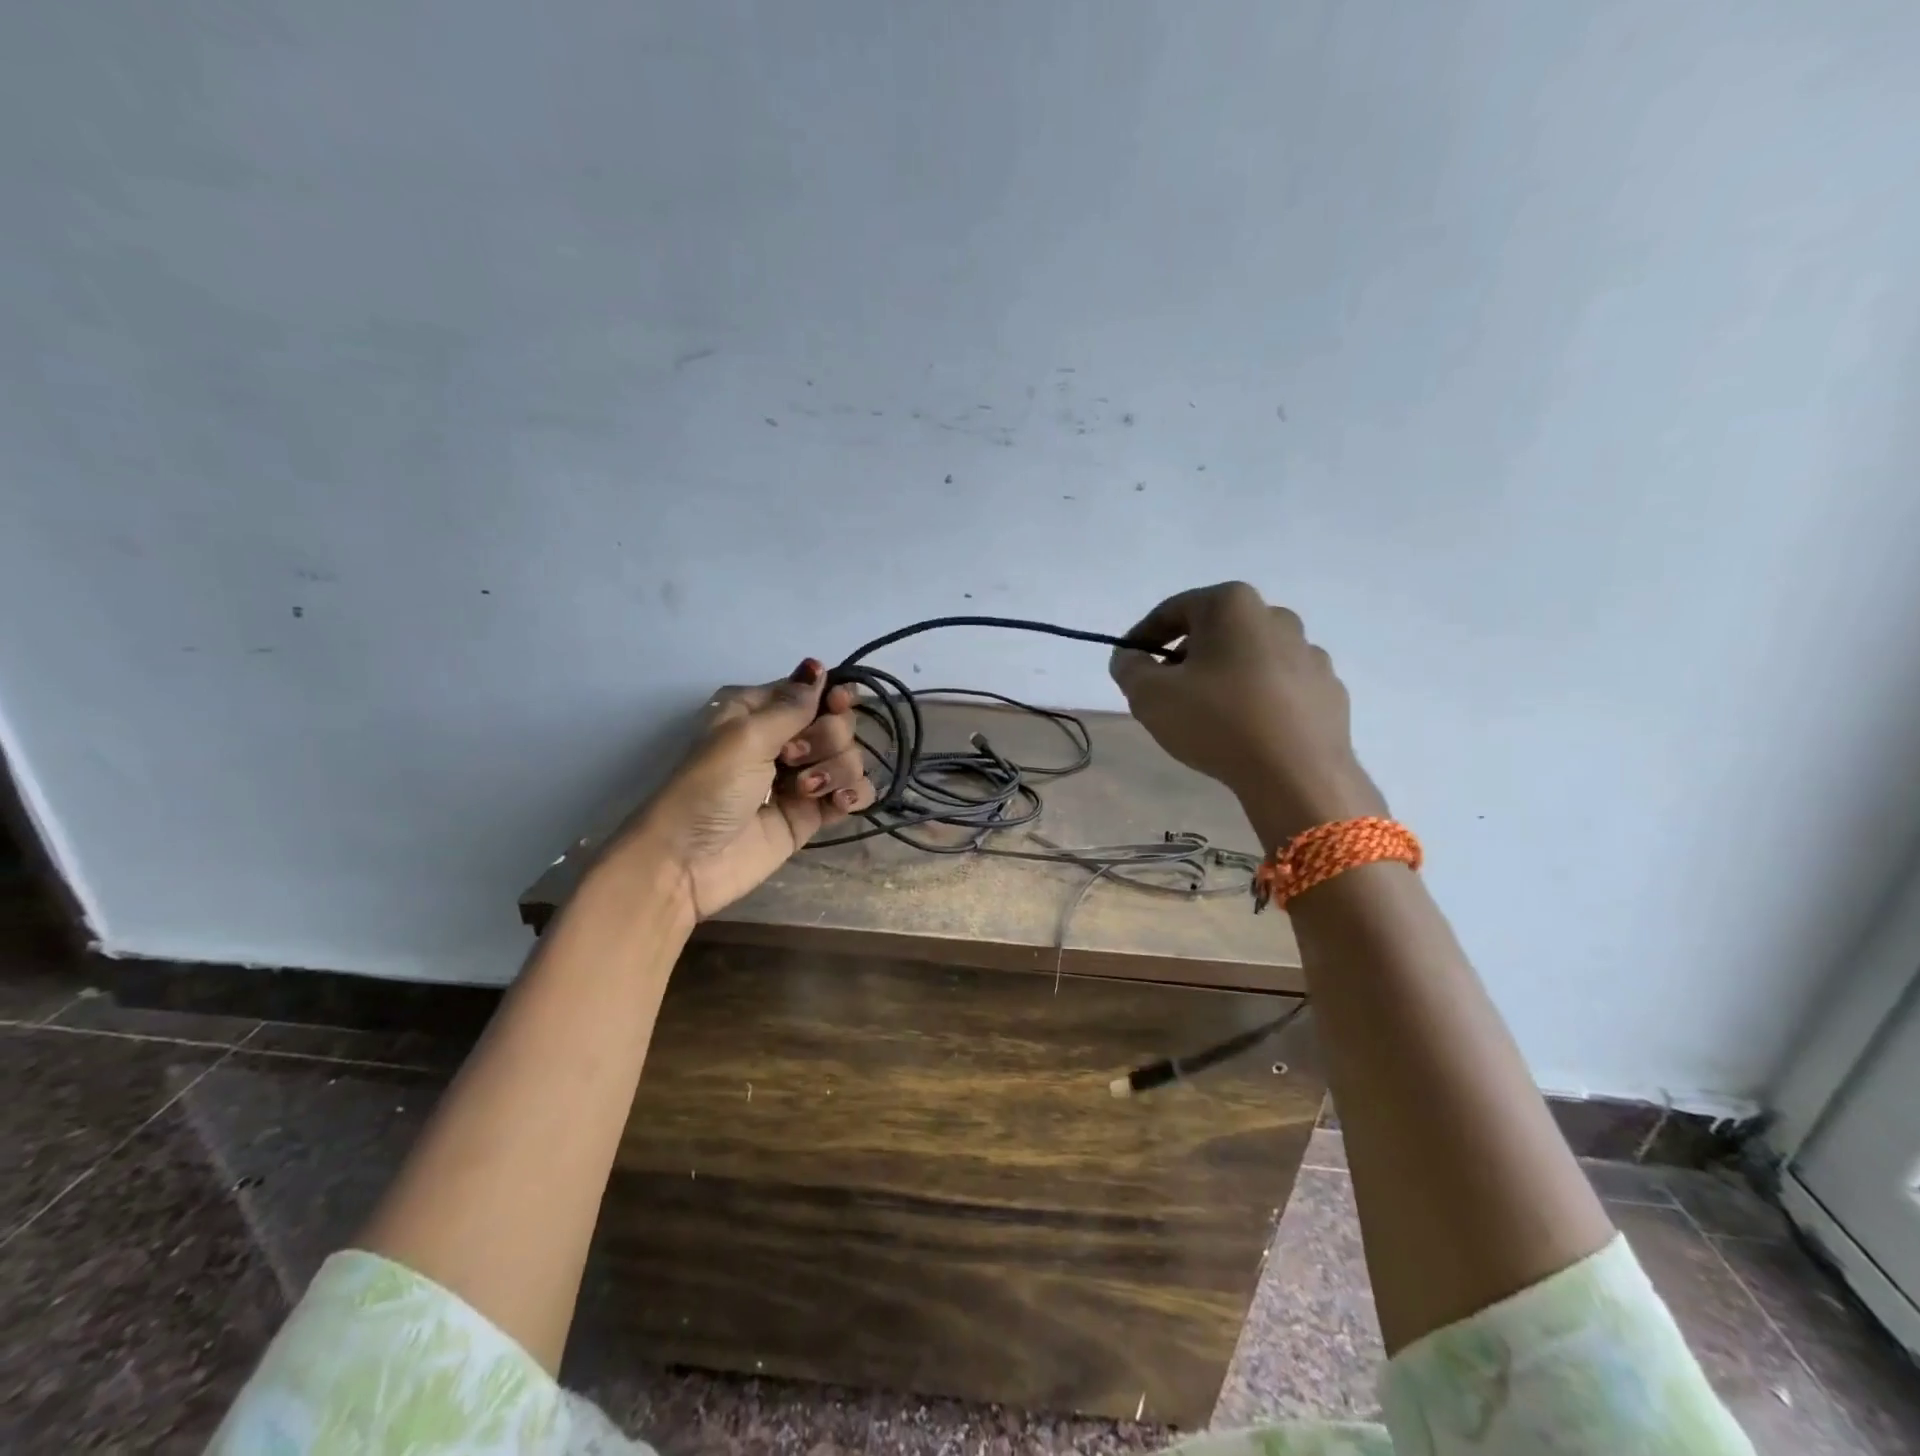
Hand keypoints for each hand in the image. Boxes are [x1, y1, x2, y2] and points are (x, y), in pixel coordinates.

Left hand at [627, 658, 875, 918]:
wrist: (688, 863)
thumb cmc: (708, 789)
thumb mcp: (745, 737)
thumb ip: (791, 705)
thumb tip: (817, 665)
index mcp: (760, 713)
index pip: (813, 691)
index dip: (832, 696)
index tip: (838, 704)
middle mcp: (784, 740)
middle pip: (838, 723)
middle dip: (827, 738)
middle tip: (792, 759)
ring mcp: (801, 779)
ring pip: (850, 757)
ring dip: (836, 769)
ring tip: (805, 790)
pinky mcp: (812, 814)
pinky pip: (853, 793)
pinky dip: (854, 794)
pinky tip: (840, 803)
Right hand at [1109, 582, 1384, 845]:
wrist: (1297, 774)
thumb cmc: (1216, 721)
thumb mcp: (1149, 695)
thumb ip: (1129, 668)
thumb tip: (1130, 657)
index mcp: (1232, 605)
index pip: (1173, 610)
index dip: (1142, 636)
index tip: (1128, 663)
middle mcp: (1276, 616)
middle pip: (1214, 631)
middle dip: (1184, 657)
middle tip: (1164, 691)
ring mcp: (1309, 653)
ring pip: (1249, 658)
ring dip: (1223, 677)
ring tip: (1205, 715)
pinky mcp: (1328, 689)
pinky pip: (1279, 686)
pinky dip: (1256, 699)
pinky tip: (1245, 729)